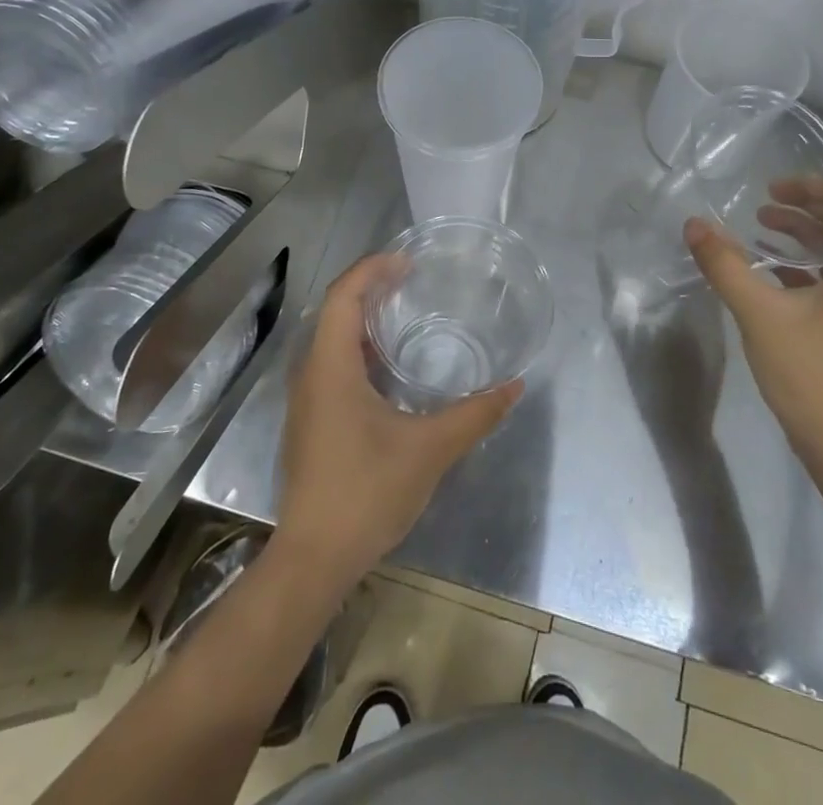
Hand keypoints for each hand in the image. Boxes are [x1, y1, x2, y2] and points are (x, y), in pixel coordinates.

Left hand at [278, 253, 519, 587]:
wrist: (313, 560)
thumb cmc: (366, 493)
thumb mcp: (430, 450)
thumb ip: (475, 414)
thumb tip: (515, 386)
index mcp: (330, 367)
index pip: (343, 295)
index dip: (372, 269)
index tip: (407, 262)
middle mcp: (311, 374)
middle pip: (335, 311)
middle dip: (371, 287)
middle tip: (412, 279)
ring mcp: (307, 400)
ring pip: (331, 339)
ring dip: (363, 319)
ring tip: (404, 313)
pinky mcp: (311, 422)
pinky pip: (332, 364)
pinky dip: (359, 349)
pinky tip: (389, 368)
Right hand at [684, 179, 822, 455]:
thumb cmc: (810, 373)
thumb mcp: (760, 314)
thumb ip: (726, 266)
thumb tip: (694, 225)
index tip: (784, 189)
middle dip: (810, 205)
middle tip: (767, 200)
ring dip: (804, 232)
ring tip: (761, 226)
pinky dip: (802, 262)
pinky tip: (767, 269)